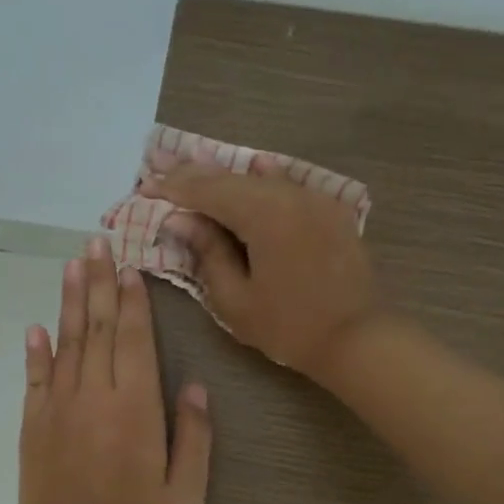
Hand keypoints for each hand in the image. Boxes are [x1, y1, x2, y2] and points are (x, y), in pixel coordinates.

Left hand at [16, 236, 212, 503]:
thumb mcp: (185, 489)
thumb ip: (194, 434)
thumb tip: (195, 386)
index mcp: (136, 405)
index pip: (133, 338)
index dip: (132, 300)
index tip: (129, 267)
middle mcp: (96, 392)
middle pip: (98, 327)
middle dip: (99, 282)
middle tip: (96, 243)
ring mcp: (60, 403)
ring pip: (67, 341)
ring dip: (71, 301)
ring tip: (72, 265)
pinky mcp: (34, 419)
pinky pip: (35, 376)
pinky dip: (35, 350)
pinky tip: (35, 326)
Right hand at [141, 156, 378, 378]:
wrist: (357, 338)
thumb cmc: (289, 327)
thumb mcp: (235, 299)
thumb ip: (207, 253)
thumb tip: (181, 220)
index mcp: (264, 214)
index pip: (208, 191)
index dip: (175, 188)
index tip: (146, 186)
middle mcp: (290, 194)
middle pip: (233, 178)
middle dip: (195, 174)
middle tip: (160, 165)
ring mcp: (315, 199)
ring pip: (261, 179)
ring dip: (227, 177)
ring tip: (195, 167)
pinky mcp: (330, 210)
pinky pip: (288, 187)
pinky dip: (264, 181)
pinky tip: (255, 167)